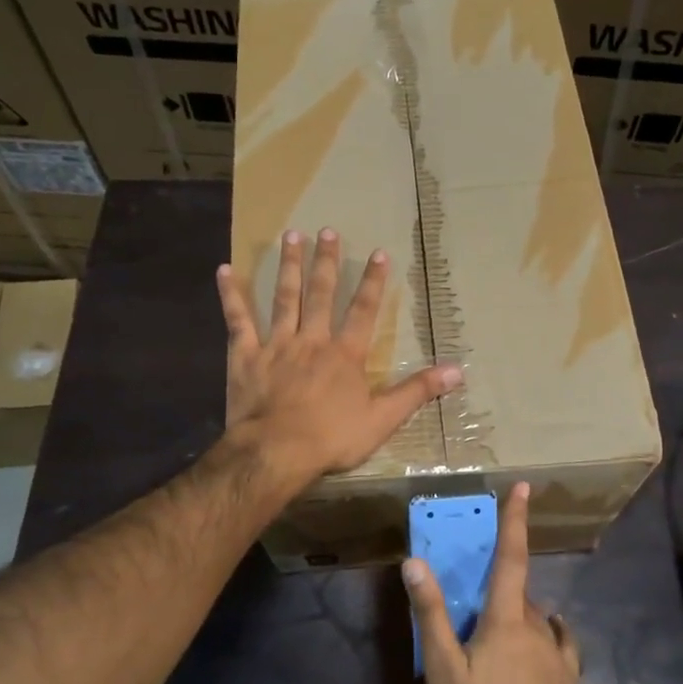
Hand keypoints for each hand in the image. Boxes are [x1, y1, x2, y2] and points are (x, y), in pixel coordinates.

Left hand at [218, 228, 461, 482]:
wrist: (277, 452)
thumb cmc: (332, 438)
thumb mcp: (383, 419)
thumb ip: (417, 391)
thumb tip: (458, 371)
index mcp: (345, 354)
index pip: (364, 310)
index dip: (374, 281)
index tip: (379, 252)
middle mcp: (312, 340)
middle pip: (321, 294)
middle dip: (327, 261)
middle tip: (327, 231)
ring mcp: (276, 344)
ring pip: (284, 298)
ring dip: (288, 266)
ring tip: (291, 236)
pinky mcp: (244, 356)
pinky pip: (237, 320)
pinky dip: (231, 295)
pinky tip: (224, 270)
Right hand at [404, 484, 582, 683]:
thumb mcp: (444, 669)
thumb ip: (432, 614)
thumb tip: (415, 562)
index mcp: (506, 619)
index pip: (510, 557)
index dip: (515, 520)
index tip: (523, 487)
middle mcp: (537, 626)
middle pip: (517, 594)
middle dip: (499, 591)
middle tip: (476, 614)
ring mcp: (558, 654)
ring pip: (535, 620)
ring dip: (518, 618)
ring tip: (497, 643)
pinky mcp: (570, 680)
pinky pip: (559, 643)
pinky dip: (547, 635)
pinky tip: (542, 645)